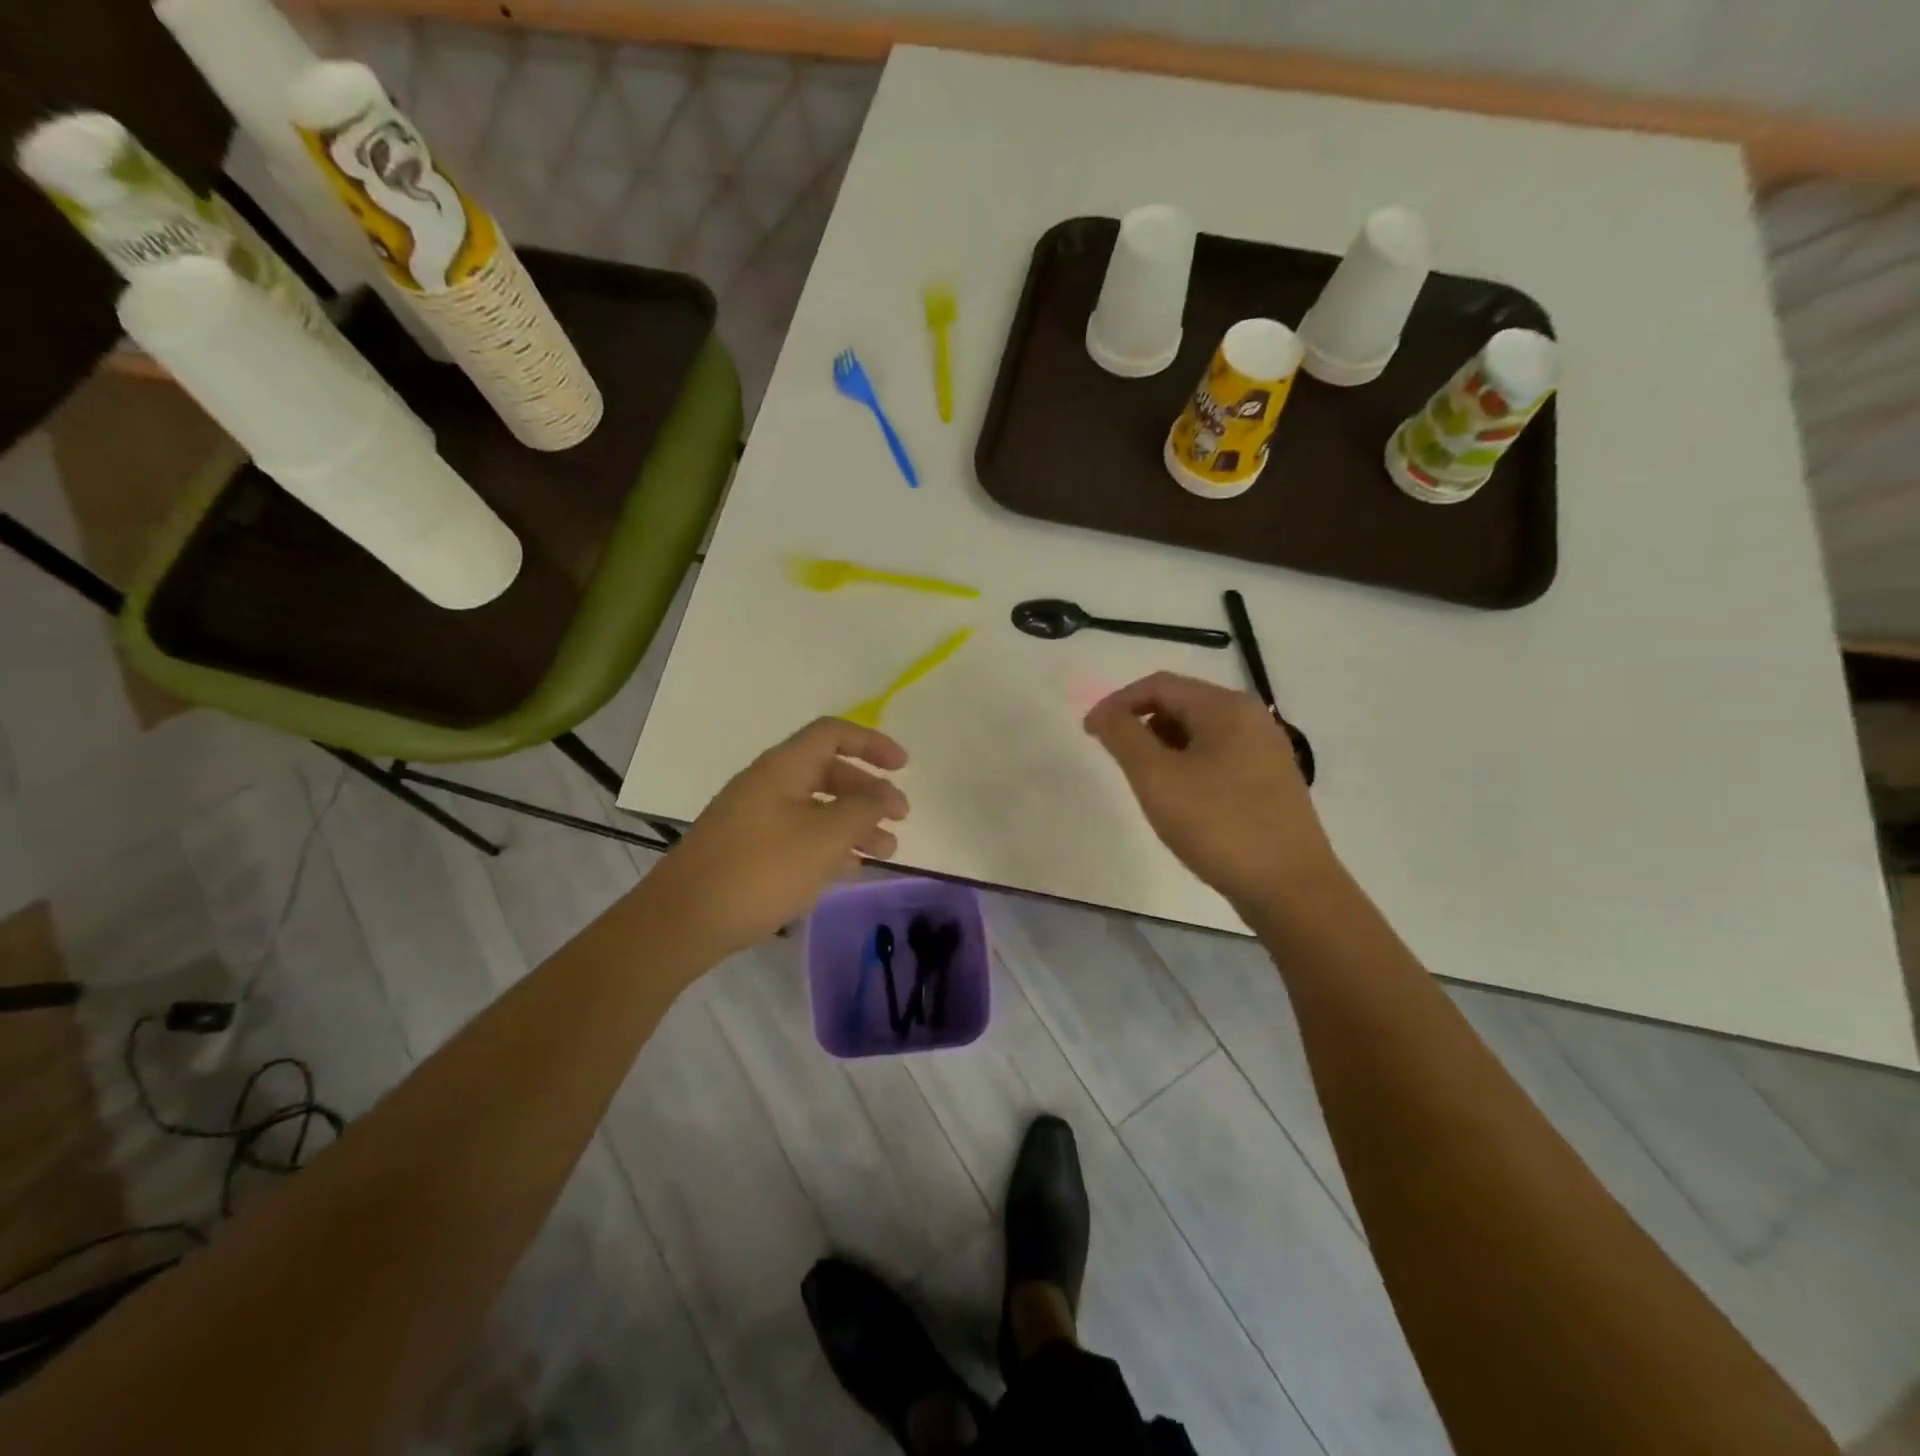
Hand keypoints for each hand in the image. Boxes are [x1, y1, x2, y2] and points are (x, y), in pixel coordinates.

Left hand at [650, 718, 908, 958]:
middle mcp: (768, 784)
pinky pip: (799, 835)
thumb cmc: (761, 869)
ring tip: (885, 853)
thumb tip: (886, 793)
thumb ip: (864, 809)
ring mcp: (754, 818)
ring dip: (854, 824)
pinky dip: (829, 845)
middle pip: (828, 772)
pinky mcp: (747, 851)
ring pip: (816, 808)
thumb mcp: (825, 836)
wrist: (683, 921)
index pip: (833, 734)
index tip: (903, 767)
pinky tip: (849, 869)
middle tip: (900, 819)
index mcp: (783, 767)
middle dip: (868, 792)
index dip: (872, 743)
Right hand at [1084, 672, 1339, 914]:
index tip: (1090, 734)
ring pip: (1199, 732)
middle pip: (1181, 703)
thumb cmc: (1219, 826)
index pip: (1159, 685)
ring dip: (1164, 747)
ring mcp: (1266, 750)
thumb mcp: (1157, 779)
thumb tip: (1104, 713)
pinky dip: (1189, 765)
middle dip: (1141, 725)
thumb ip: (1124, 737)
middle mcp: (1251, 718)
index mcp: (1226, 707)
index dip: (1117, 703)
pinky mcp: (1271, 780)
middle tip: (1118, 761)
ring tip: (1148, 785)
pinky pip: (1218, 756)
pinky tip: (1182, 801)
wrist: (1291, 889)